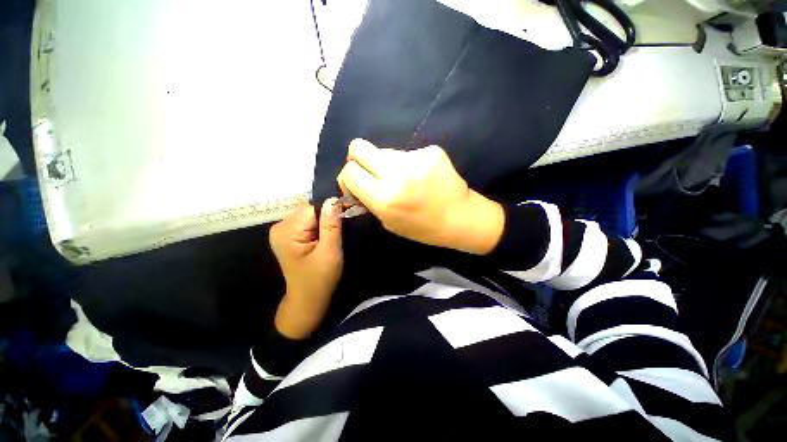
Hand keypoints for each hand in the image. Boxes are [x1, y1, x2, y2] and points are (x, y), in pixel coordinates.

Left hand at [269, 200, 342, 338]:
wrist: (308, 299)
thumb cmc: (320, 278)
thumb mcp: (330, 251)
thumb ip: (331, 225)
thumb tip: (333, 199)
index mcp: (287, 231)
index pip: (312, 207)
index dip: (331, 206)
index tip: (349, 208)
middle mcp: (281, 226)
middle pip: (309, 208)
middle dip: (328, 213)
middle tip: (346, 220)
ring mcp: (283, 230)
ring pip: (310, 214)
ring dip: (325, 219)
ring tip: (338, 227)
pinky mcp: (290, 235)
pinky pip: (308, 221)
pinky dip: (320, 224)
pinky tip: (328, 232)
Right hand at [337, 139, 503, 254]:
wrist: (461, 219)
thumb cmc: (423, 228)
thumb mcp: (389, 222)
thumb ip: (370, 201)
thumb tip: (356, 183)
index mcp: (384, 198)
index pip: (349, 172)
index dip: (348, 176)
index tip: (356, 183)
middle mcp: (396, 174)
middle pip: (359, 146)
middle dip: (358, 158)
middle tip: (371, 171)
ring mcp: (416, 159)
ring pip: (386, 151)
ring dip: (388, 164)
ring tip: (406, 179)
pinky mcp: (432, 151)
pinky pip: (409, 153)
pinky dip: (410, 164)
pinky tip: (423, 177)